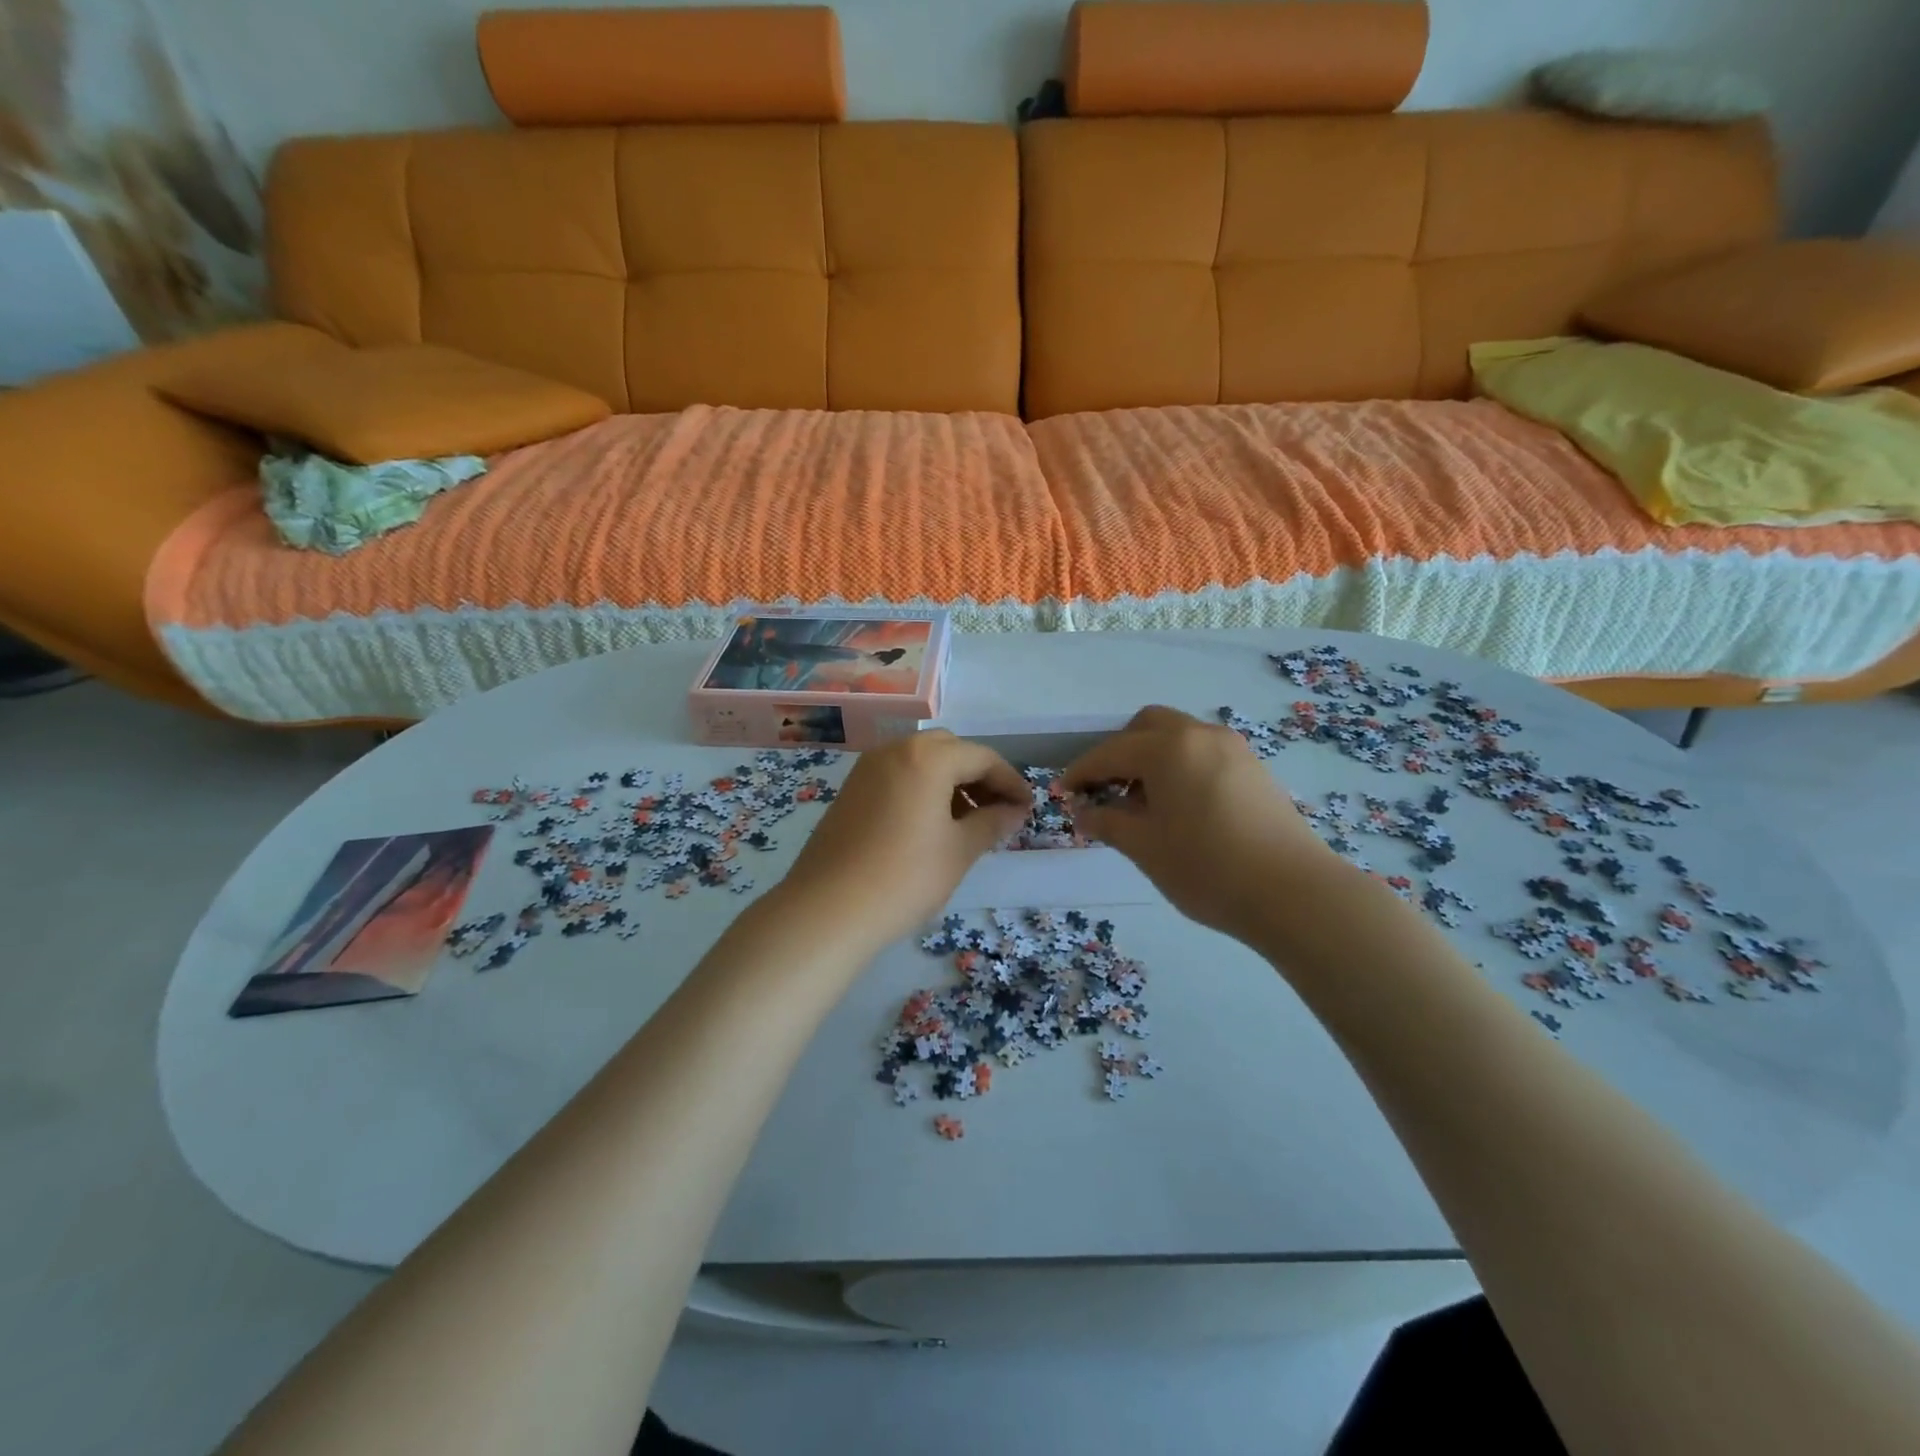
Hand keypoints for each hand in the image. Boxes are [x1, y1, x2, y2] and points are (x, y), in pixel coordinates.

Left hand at [777, 731, 1030, 953]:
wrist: (827, 910)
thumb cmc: (904, 878)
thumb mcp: (959, 851)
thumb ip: (992, 823)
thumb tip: (1015, 810)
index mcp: (926, 757)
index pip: (981, 757)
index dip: (1010, 781)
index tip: (1027, 807)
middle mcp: (894, 750)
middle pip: (949, 750)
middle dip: (978, 775)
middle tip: (997, 811)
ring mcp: (867, 768)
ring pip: (921, 760)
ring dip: (949, 781)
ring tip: (966, 822)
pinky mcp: (850, 790)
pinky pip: (897, 775)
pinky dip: (921, 788)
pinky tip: (929, 825)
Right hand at [1062, 705, 1335, 943]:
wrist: (1294, 893)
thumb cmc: (1206, 868)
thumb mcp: (1144, 847)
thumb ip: (1106, 822)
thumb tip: (1082, 812)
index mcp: (1168, 748)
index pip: (1110, 752)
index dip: (1081, 772)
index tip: (1063, 794)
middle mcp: (1200, 735)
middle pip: (1147, 726)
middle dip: (1119, 752)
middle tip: (1107, 790)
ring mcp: (1233, 749)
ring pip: (1179, 737)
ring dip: (1152, 759)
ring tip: (1144, 805)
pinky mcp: (1254, 769)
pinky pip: (1203, 753)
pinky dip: (1181, 767)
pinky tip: (1181, 808)